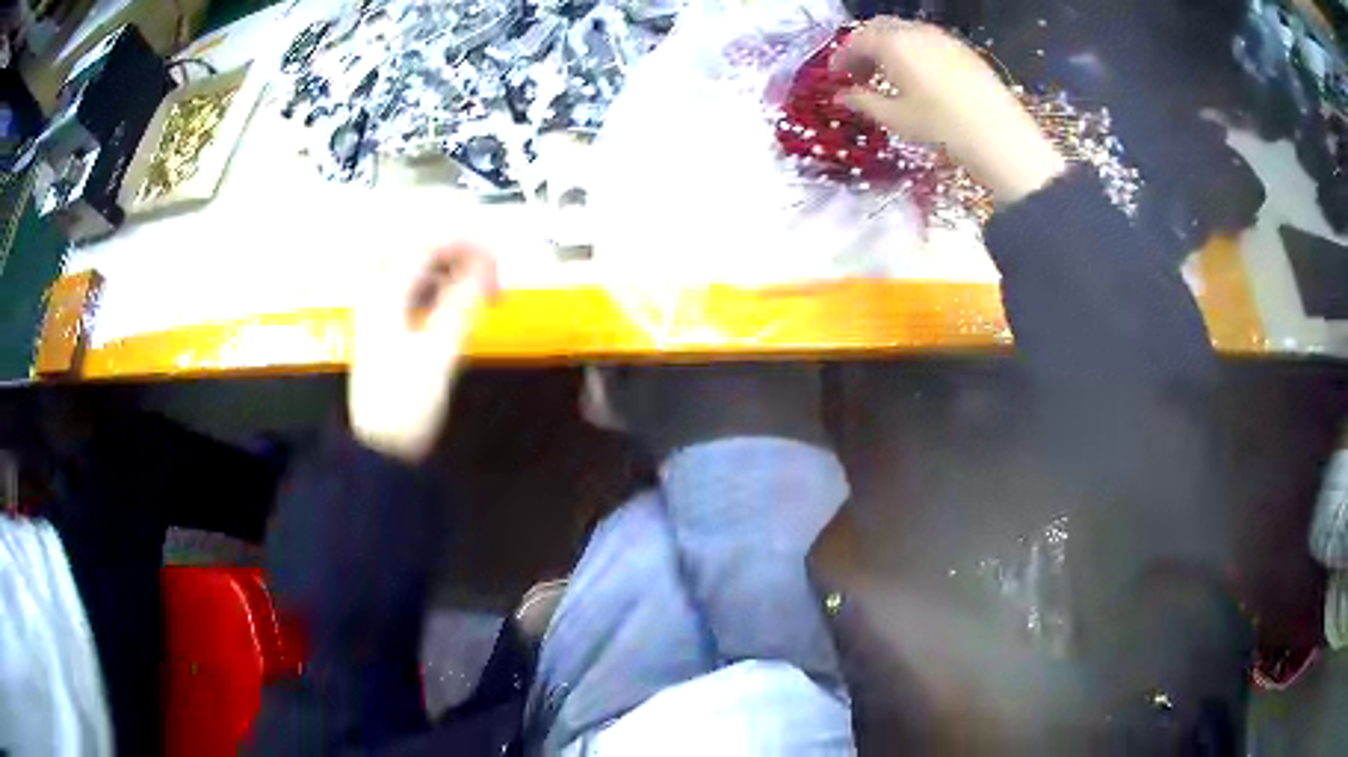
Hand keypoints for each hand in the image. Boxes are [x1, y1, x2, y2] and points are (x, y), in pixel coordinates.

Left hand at [348, 243, 497, 462]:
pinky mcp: (385, 323)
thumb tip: (487, 265)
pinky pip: (414, 286)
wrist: (378, 447)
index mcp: (386, 292)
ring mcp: (378, 306)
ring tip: (481, 286)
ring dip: (451, 267)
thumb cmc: (406, 402)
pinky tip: (456, 300)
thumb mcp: (439, 352)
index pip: (427, 242)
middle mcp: (377, 290)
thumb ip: (463, 302)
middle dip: (459, 250)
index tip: (498, 258)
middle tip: (490, 270)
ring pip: (417, 265)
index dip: (466, 242)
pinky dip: (440, 285)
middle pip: (420, 247)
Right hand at [835, 19, 1066, 203]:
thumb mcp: (896, 119)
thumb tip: (842, 97)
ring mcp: (942, 38)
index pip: (855, 41)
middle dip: (864, 47)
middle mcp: (915, 32)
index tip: (836, 77)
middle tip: (860, 73)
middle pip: (879, 28)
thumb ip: (863, 102)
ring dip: (889, 48)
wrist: (999, 135)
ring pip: (905, 32)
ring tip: (889, 77)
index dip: (841, 57)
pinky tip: (919, 78)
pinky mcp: (963, 49)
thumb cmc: (941, 127)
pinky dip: (914, 52)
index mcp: (893, 44)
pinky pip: (928, 41)